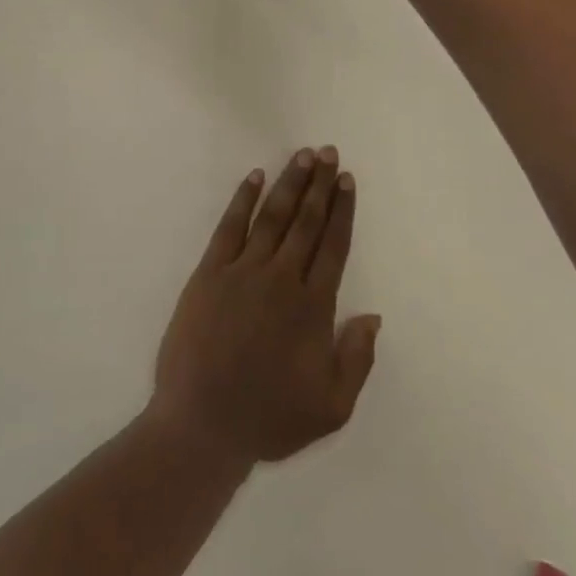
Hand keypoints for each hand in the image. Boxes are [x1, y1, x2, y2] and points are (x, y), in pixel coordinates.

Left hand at [147, 149, 380, 469]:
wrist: (202, 424)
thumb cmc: (268, 418)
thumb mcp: (331, 407)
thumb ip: (356, 359)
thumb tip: (373, 316)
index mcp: (313, 308)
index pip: (333, 246)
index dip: (342, 211)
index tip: (347, 181)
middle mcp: (281, 279)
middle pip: (305, 222)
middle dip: (319, 185)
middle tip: (328, 152)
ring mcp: (242, 272)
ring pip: (272, 217)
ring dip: (288, 184)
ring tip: (302, 155)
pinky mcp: (209, 273)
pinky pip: (229, 227)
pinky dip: (242, 200)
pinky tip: (254, 178)